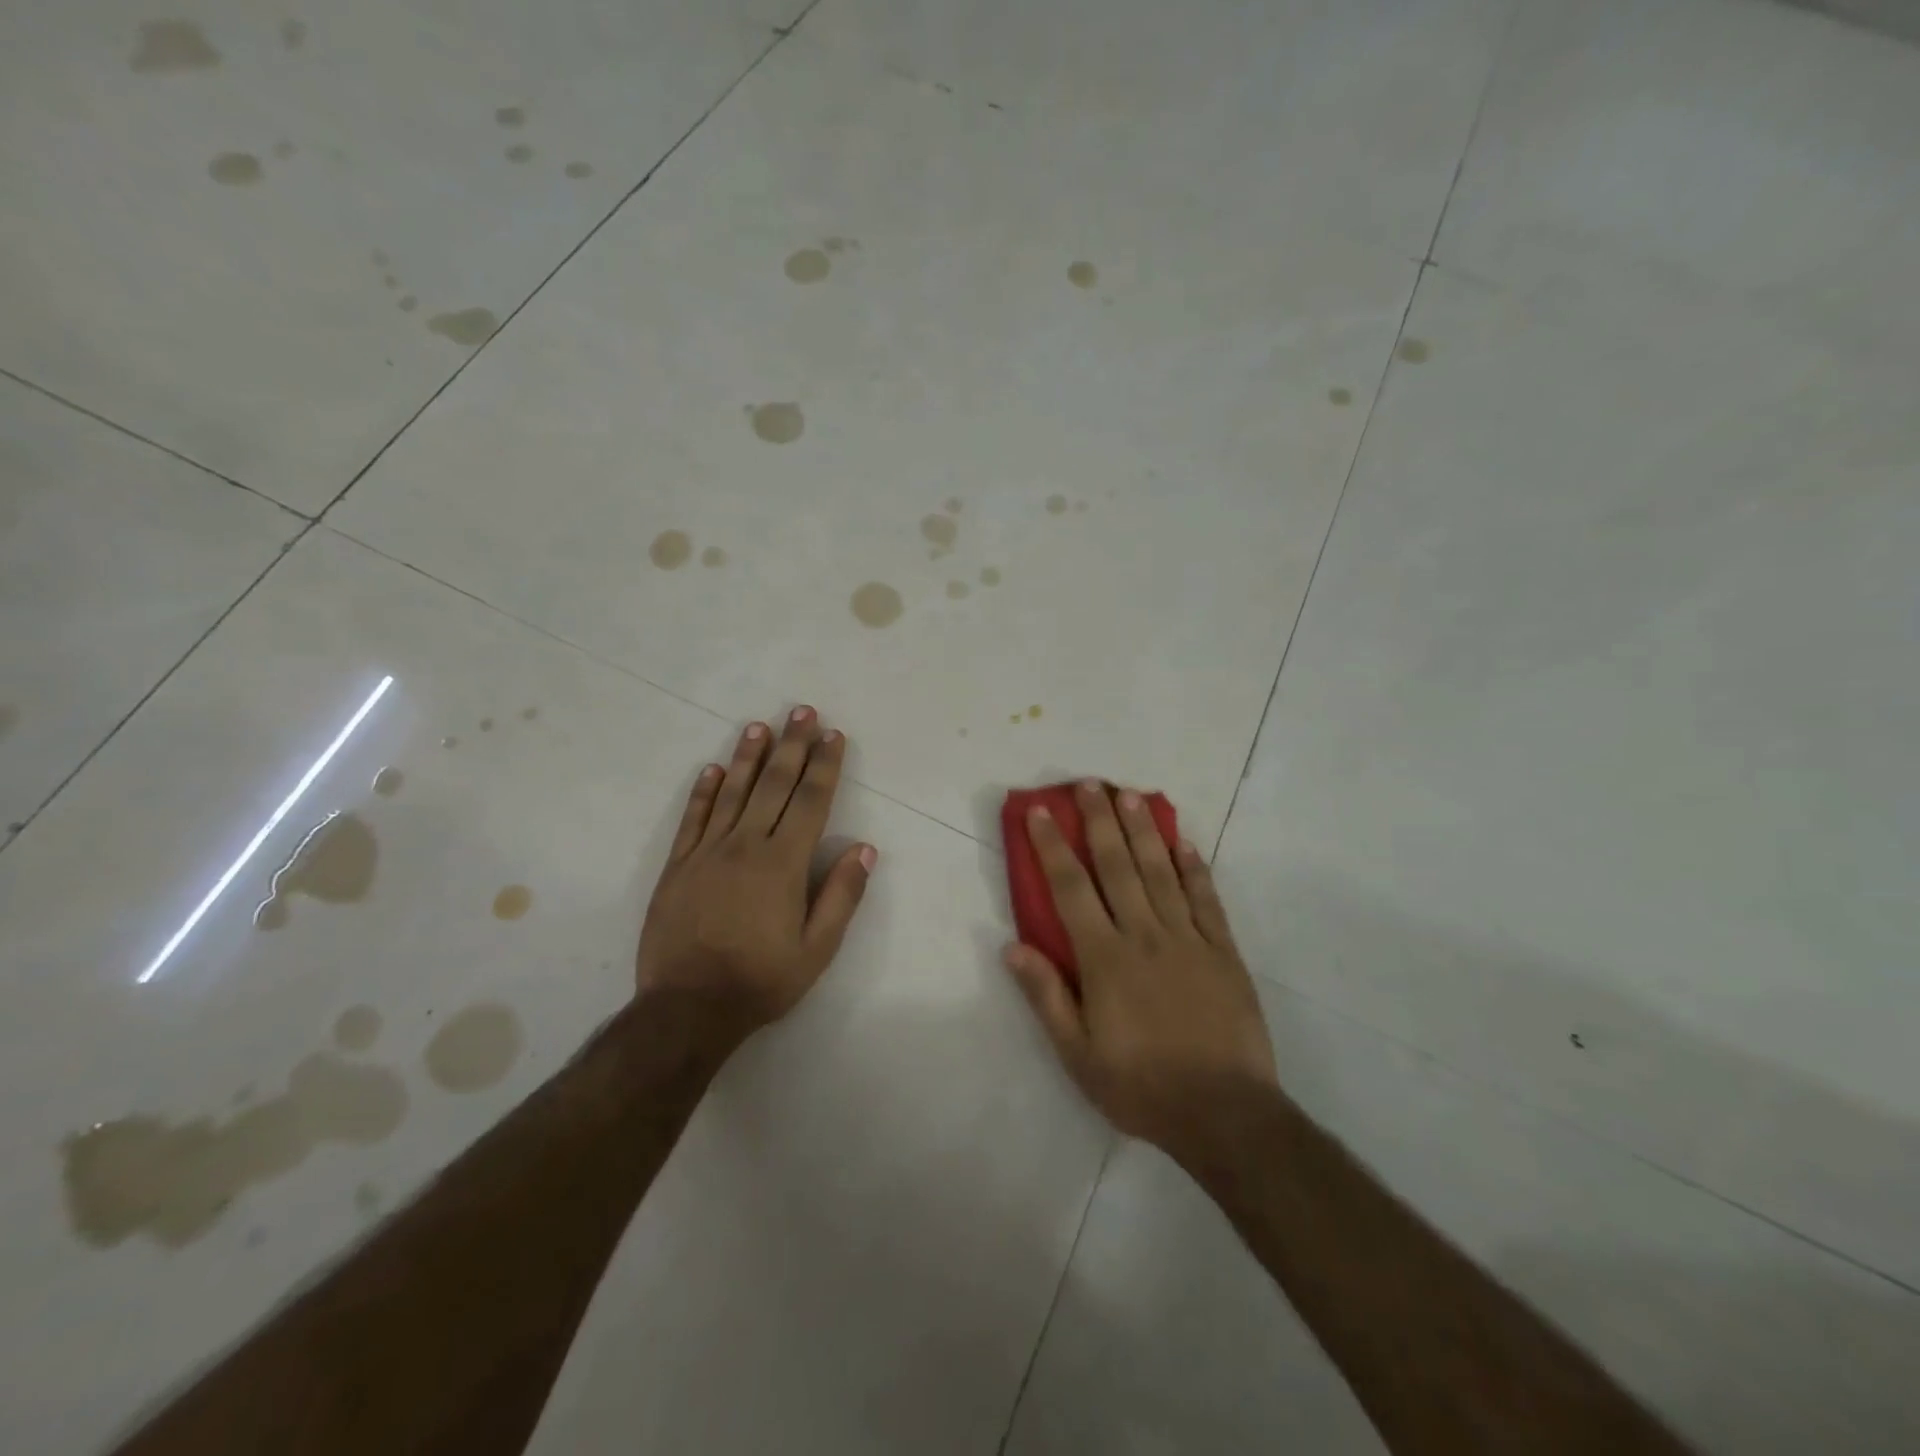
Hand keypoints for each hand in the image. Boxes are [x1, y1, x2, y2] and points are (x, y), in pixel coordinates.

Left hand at [637, 707, 875, 1041]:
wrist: (687, 1008)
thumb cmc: (761, 979)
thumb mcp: (817, 949)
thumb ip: (841, 895)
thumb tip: (864, 848)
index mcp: (784, 863)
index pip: (811, 801)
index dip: (825, 765)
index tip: (833, 735)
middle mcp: (746, 845)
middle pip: (774, 784)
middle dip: (792, 745)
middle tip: (802, 710)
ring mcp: (707, 852)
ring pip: (732, 792)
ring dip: (748, 756)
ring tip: (760, 726)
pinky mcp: (678, 866)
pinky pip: (692, 819)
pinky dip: (703, 791)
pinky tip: (712, 769)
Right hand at [1004, 780, 1275, 1162]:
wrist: (1225, 1114)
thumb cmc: (1141, 1087)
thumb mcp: (1078, 1054)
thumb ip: (1046, 996)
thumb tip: (1011, 945)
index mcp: (1104, 958)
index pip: (1071, 889)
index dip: (1053, 846)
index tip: (1040, 812)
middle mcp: (1144, 935)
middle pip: (1117, 866)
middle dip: (1099, 821)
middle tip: (1089, 784)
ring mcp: (1188, 939)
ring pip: (1160, 871)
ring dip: (1143, 830)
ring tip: (1130, 795)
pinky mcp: (1223, 951)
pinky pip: (1205, 899)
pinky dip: (1194, 868)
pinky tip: (1185, 842)